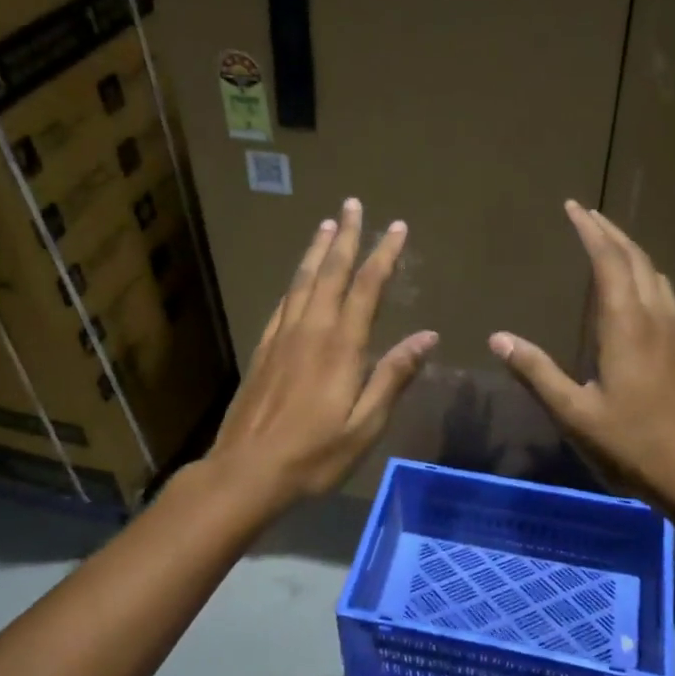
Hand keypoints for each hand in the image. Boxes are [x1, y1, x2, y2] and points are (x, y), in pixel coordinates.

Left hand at [209, 198, 436, 505]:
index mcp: (340, 346)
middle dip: (346, 237)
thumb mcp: (365, 424)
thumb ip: (394, 376)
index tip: (397, 227)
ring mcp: (282, 338)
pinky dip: (295, 282)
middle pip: (330, 272)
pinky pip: (282, 303)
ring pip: (302, 281)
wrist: (247, 471)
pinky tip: (298, 278)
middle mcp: (310, 330)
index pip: (367, 287)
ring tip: (328, 225)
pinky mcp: (263, 350)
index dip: (384, 254)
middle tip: (353, 204)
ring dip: (317, 250)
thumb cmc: (315, 454)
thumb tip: (428, 336)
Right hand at [490, 200, 674, 514]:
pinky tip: (635, 288)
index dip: (590, 231)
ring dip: (630, 250)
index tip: (573, 207)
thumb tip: (498, 339)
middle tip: (586, 214)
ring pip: (654, 273)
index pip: (609, 262)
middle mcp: (654, 318)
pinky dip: (644, 273)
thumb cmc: (631, 443)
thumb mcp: (574, 413)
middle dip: (610, 231)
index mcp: (626, 326)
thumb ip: (537, 372)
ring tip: (607, 242)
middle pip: (636, 258)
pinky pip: (663, 292)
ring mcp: (674, 331)